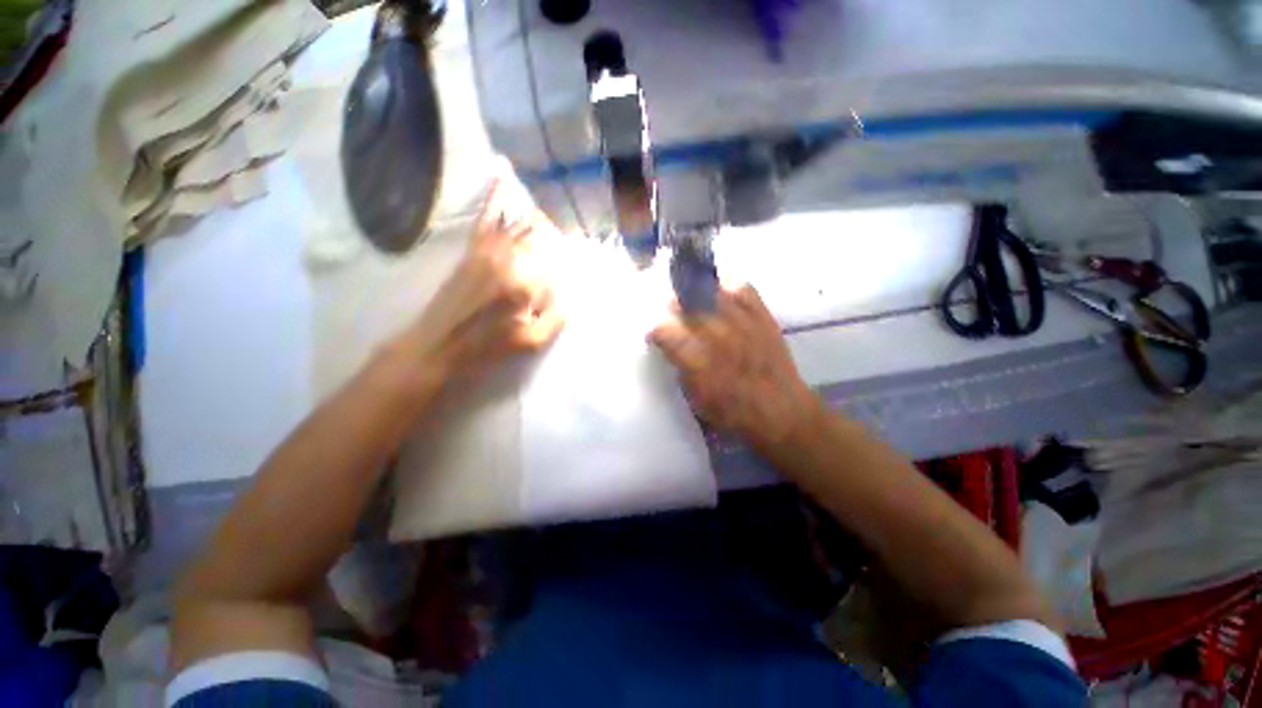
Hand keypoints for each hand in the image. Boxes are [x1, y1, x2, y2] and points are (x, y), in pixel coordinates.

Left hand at [392, 162, 564, 385]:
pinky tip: (502, 174)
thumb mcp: (531, 343)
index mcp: (525, 284)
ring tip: (544, 212)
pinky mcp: (470, 251)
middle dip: (552, 233)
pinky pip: (485, 219)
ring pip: (515, 223)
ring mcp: (486, 252)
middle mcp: (507, 260)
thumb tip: (569, 297)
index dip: (568, 266)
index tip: (573, 268)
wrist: (437, 346)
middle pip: (537, 237)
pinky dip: (494, 197)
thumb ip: (556, 318)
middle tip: (563, 236)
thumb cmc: (487, 349)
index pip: (557, 266)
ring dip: (531, 215)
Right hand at [650, 284, 821, 450]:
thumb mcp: (697, 399)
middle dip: (674, 307)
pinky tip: (722, 290)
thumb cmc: (734, 413)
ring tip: (694, 298)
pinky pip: (744, 289)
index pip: (666, 332)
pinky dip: (730, 285)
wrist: (782, 411)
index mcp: (698, 360)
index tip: (655, 336)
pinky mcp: (763, 317)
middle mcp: (718, 336)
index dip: (656, 332)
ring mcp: (743, 323)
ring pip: (713, 292)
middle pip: (687, 305)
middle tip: (672, 313)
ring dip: (697, 293)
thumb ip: (682, 369)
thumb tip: (673, 349)